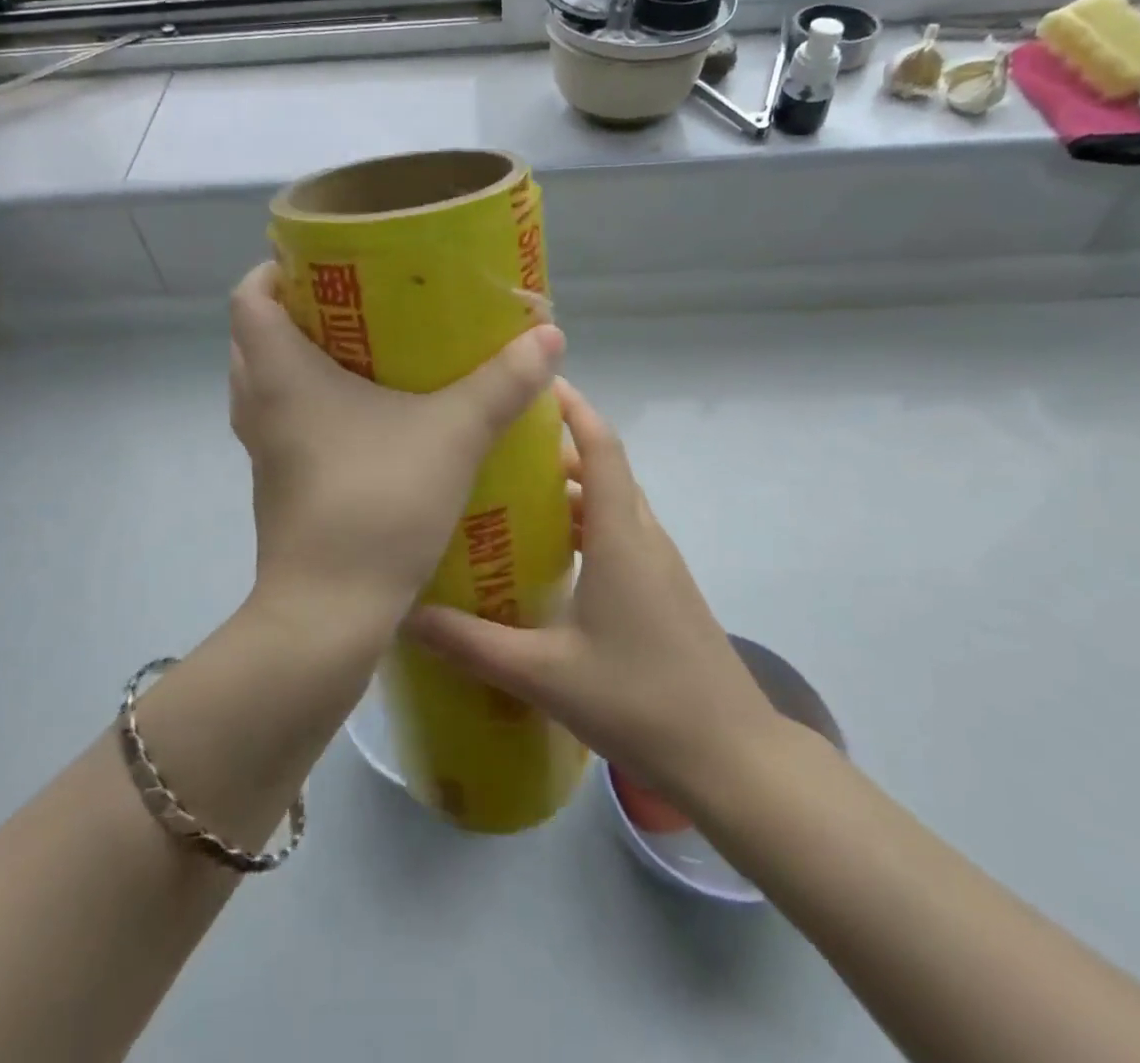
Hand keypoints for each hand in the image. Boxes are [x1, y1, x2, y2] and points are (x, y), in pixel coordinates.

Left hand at [229, 262, 563, 634]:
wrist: (328, 614)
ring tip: (364, 354)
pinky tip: (368, 420)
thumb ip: (502, 384)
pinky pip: (286, 426)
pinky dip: (312, 408)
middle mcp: (260, 406)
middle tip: (357, 304)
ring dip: (304, 363)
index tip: (323, 264)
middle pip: (256, 338)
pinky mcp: (280, 486)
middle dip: (298, 313)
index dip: (276, 270)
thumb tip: (550, 337)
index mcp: (281, 374)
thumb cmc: (377, 504)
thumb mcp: (453, 435)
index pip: (249, 297)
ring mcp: (265, 451)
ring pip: (268, 385)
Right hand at [405, 379, 777, 809]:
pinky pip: (621, 536)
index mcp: (622, 536)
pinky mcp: (664, 592)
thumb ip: (472, 643)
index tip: (537, 381)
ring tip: (514, 495)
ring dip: (572, 489)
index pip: (602, 447)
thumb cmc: (639, 701)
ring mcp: (660, 566)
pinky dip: (586, 525)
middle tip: (500, 444)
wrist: (731, 758)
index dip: (574, 408)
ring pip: (613, 505)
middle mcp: (645, 537)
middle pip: (605, 469)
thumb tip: (407, 615)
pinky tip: (551, 559)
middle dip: (558, 447)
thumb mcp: (544, 673)